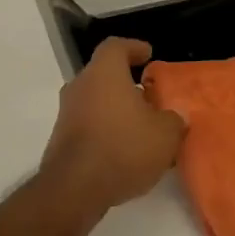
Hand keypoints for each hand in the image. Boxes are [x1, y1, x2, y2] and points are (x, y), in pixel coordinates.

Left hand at [40, 38, 185, 218]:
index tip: (148, 55)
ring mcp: (66, 114)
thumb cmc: (124, 148)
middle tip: (150, 98)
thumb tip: (173, 116)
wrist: (76, 188)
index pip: (116, 47)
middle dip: (127, 85)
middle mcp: (80, 86)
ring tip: (142, 129)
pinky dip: (106, 131)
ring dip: (117, 111)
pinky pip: (88, 126)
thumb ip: (174, 119)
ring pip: (95, 102)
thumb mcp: (166, 134)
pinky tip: (125, 152)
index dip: (134, 48)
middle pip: (104, 76)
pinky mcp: (61, 140)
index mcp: (104, 73)